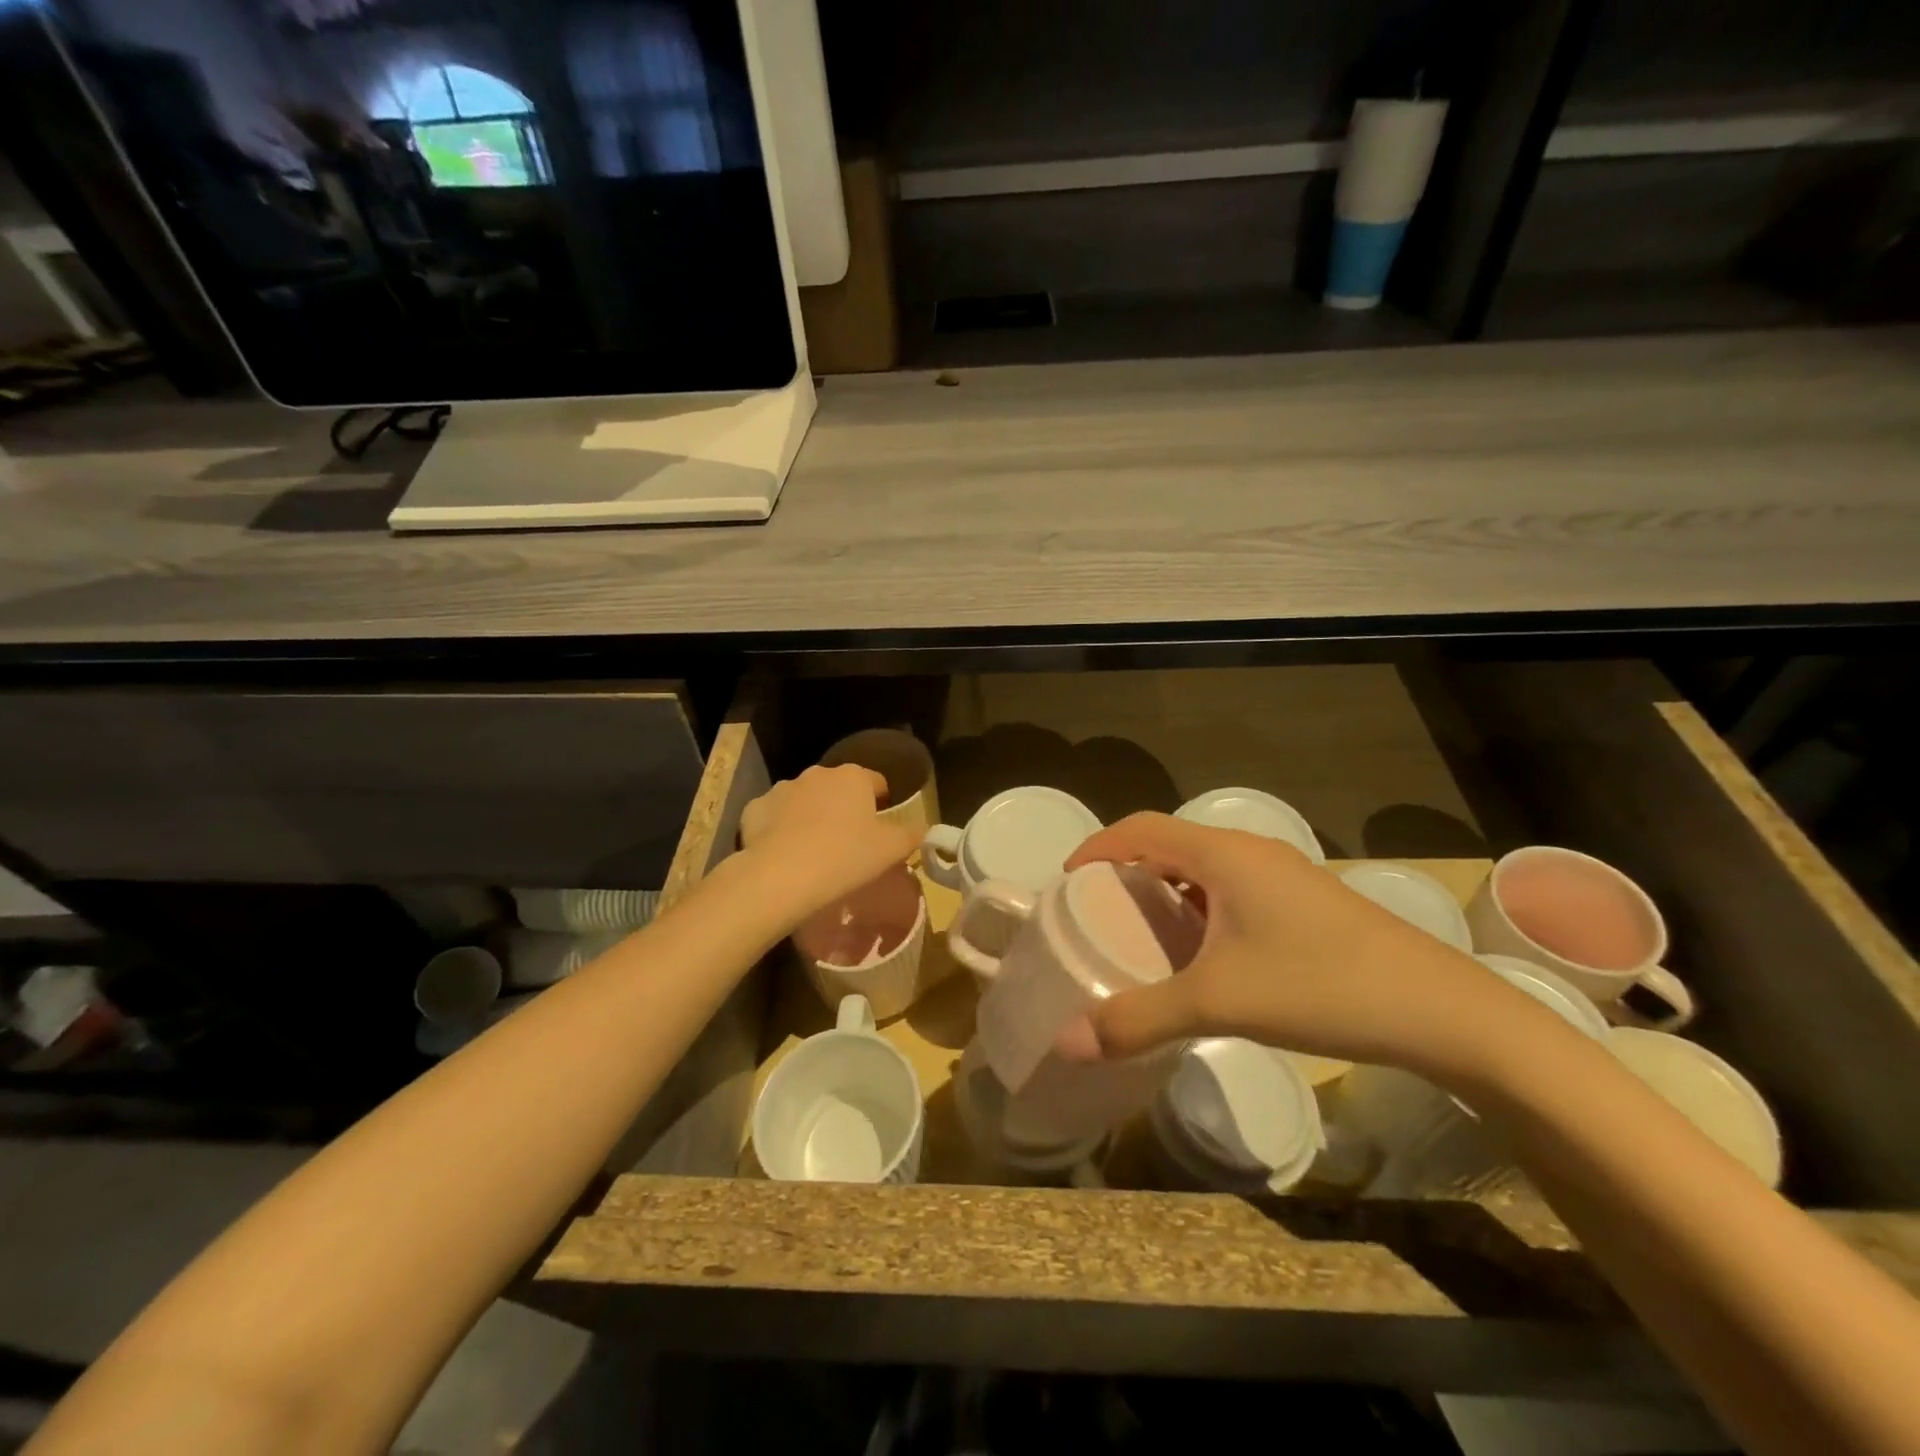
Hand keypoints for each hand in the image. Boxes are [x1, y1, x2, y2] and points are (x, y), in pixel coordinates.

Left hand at [738, 765, 919, 929]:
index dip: (882, 804)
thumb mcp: (892, 850)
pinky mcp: (755, 808)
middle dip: (844, 809)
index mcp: (853, 777)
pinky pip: (774, 816)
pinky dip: (780, 829)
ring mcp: (782, 789)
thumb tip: (922, 829)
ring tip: (815, 852)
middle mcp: (817, 774)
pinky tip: (784, 854)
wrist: (781, 877)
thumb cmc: (845, 858)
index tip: (880, 830)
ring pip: (804, 800)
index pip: (877, 782)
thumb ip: (912, 835)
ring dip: (811, 816)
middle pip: (838, 789)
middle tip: (849, 844)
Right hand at [1064, 813, 1523, 1079]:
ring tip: (1141, 933)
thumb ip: (1139, 1019)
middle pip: (1169, 843)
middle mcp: (1251, 851)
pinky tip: (1203, 954)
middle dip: (1127, 870)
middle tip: (1097, 914)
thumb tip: (1066, 1042)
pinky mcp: (1306, 902)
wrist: (1442, 1010)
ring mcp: (1284, 875)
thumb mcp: (1219, 1002)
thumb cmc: (1320, 986)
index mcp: (1223, 854)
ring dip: (1166, 890)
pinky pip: (1233, 889)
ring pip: (1204, 868)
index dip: (1097, 846)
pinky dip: (1200, 908)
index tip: (1066, 881)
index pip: (1140, 827)